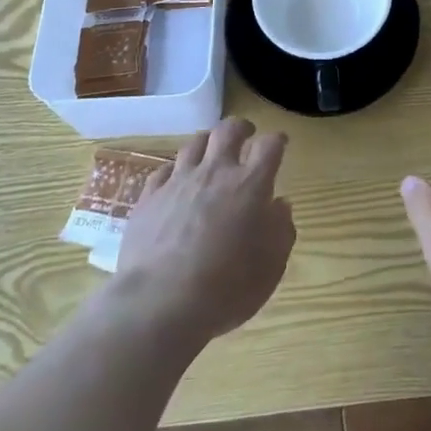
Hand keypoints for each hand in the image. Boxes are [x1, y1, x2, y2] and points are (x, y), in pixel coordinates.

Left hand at [118, 118, 294, 342]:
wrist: (161, 302)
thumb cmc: (227, 287)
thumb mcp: (271, 266)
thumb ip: (281, 229)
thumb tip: (280, 205)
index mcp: (250, 185)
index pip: (269, 146)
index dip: (277, 141)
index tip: (280, 144)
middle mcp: (215, 172)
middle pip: (228, 130)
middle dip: (240, 128)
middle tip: (246, 134)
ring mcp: (179, 182)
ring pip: (194, 144)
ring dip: (207, 143)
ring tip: (211, 151)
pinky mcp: (149, 198)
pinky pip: (163, 170)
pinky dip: (174, 170)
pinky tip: (176, 179)